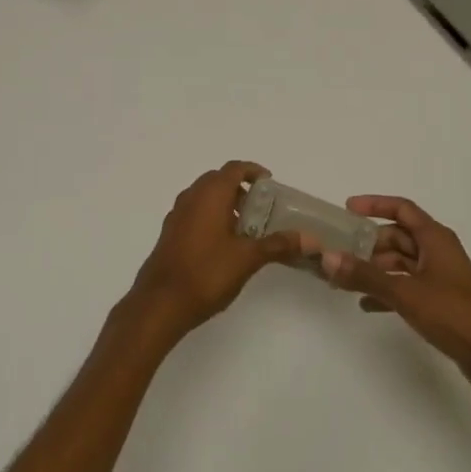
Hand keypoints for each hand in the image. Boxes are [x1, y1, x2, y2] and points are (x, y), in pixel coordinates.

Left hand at [127, 162, 302, 342]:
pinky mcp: (170, 232)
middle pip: (218, 180)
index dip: (253, 171)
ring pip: (204, 196)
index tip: (270, 184)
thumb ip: (278, 245)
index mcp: (210, 194)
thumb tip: (310, 239)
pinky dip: (211, 216)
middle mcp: (191, 196)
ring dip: (225, 203)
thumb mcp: (247, 258)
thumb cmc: (206, 273)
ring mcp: (177, 214)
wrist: (160, 303)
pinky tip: (223, 244)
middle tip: (261, 208)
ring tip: (245, 228)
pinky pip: (194, 212)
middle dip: (240, 188)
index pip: (234, 168)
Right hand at [320, 196, 470, 393]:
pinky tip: (366, 305)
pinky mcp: (441, 300)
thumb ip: (365, 275)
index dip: (375, 204)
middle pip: (398, 236)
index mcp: (435, 238)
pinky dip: (387, 290)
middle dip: (369, 243)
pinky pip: (407, 285)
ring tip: (346, 280)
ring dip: (375, 269)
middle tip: (340, 252)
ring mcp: (440, 276)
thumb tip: (328, 257)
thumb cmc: (454, 315)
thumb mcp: (405, 293)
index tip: (347, 209)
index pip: (402, 208)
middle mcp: (438, 251)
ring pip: (401, 262)